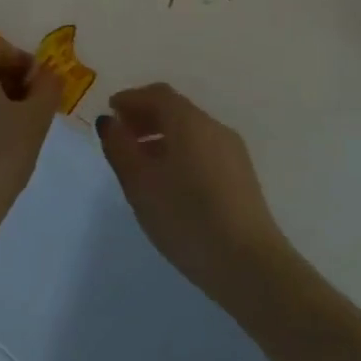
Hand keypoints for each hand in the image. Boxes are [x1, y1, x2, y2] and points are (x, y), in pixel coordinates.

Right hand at [97, 84, 292, 308]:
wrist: (250, 265)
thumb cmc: (187, 219)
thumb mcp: (141, 185)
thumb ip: (120, 148)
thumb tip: (110, 122)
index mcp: (189, 121)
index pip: (157, 95)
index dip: (131, 99)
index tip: (111, 112)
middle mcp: (213, 127)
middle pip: (175, 109)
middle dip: (146, 117)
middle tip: (121, 137)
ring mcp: (232, 151)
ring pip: (191, 131)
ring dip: (162, 136)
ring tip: (141, 163)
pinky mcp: (242, 176)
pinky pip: (204, 149)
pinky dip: (181, 151)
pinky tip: (170, 182)